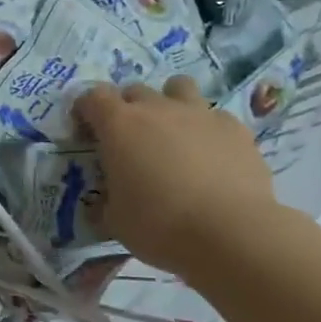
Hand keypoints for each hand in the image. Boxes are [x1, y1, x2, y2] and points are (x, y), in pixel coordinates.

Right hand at [73, 76, 275, 273]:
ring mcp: (199, 113)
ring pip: (178, 88)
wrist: (230, 233)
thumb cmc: (159, 225)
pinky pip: (214, 117)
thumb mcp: (115, 221)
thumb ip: (106, 202)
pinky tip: (211, 156)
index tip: (86, 132)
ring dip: (169, 103)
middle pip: (134, 90)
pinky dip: (207, 130)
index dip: (86, 110)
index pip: (93, 97)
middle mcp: (157, 108)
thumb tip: (105, 203)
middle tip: (130, 140)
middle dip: (127, 109)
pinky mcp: (234, 128)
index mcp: (119, 125)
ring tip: (173, 134)